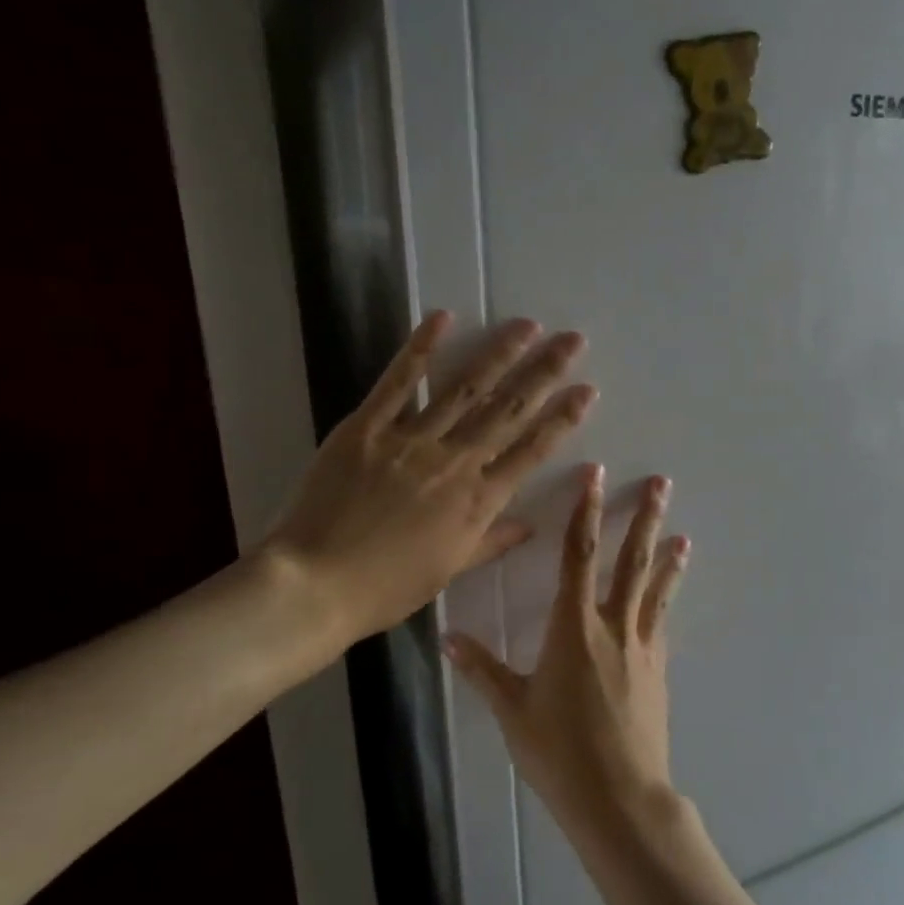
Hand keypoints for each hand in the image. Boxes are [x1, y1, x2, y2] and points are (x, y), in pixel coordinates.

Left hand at [261, 311, 594, 641]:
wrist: (316, 584)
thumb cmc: (387, 587)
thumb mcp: (449, 569)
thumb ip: (491, 541)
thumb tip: (530, 526)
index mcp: (478, 501)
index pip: (531, 451)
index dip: (562, 418)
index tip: (587, 390)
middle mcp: (455, 463)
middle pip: (508, 411)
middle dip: (545, 372)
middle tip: (573, 340)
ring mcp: (411, 440)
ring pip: (464, 389)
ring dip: (499, 354)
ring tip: (528, 325)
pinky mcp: (367, 428)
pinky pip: (398, 383)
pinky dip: (420, 349)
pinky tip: (443, 318)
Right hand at [446, 466, 689, 834]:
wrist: (620, 797)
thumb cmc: (560, 752)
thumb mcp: (513, 711)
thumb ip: (483, 671)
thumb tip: (448, 638)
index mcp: (574, 628)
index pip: (579, 556)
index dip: (586, 512)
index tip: (596, 478)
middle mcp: (613, 626)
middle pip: (631, 561)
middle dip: (645, 519)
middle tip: (661, 484)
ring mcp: (642, 647)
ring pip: (655, 589)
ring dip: (667, 557)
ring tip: (683, 534)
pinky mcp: (658, 670)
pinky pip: (660, 623)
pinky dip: (664, 601)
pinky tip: (666, 596)